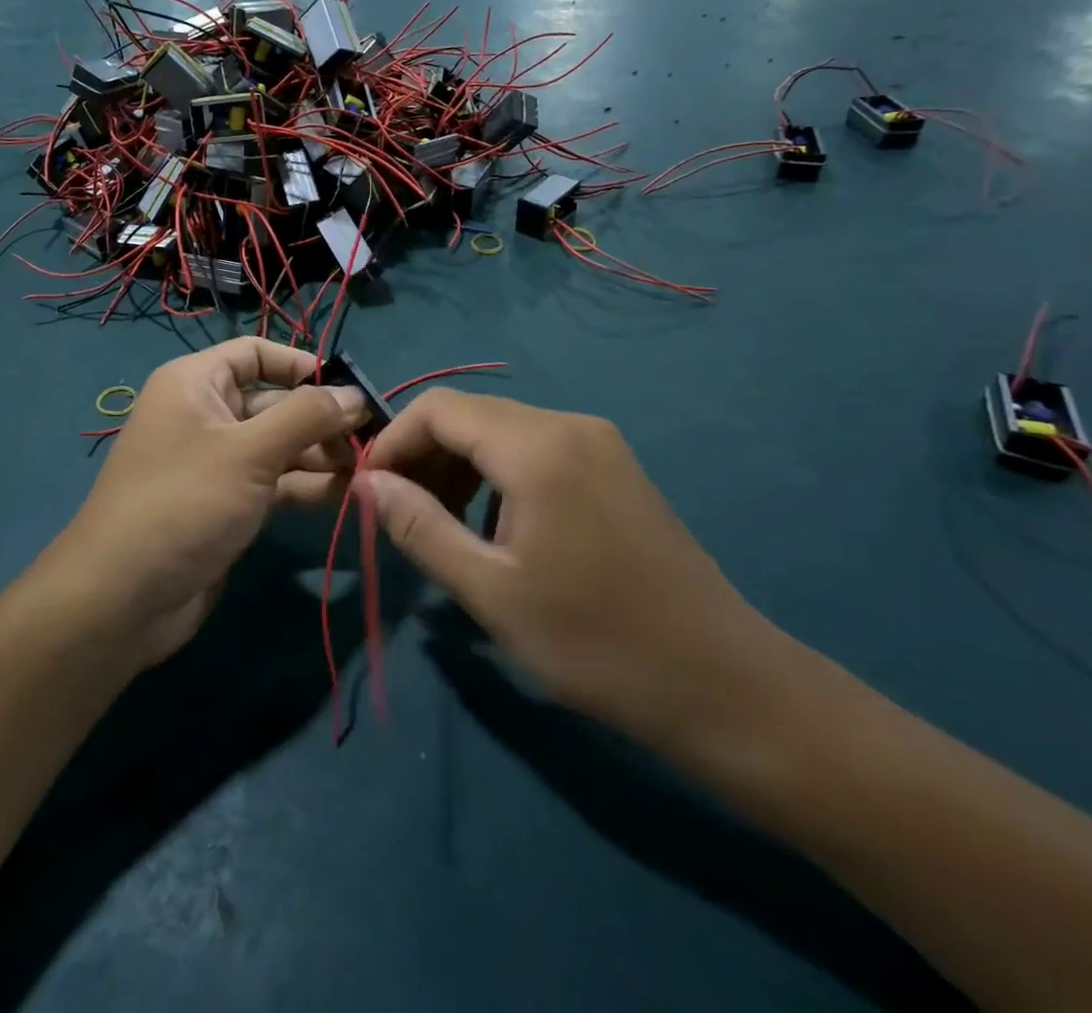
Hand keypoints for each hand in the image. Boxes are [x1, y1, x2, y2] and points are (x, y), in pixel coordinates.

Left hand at [48, 340, 366, 665]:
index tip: (349, 388)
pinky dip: (306, 485)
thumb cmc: (185, 502)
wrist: (124, 598)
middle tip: (372, 438)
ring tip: (368, 469)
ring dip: (321, 455)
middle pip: (274, 402)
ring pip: (279, 445)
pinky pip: (274, 482)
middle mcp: (205, 415)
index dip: (302, 365)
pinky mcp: (227, 504)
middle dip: (321, 418)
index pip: (255, 353)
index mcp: (196, 383)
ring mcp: (216, 463)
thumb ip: (307, 416)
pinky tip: (348, 494)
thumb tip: (355, 394)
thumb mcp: (250, 451)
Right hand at [357, 390, 786, 752]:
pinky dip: (499, 472)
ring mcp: (599, 442)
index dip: (394, 440)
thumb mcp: (490, 592)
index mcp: (537, 448)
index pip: (439, 408)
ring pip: (502, 429)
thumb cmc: (596, 644)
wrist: (724, 683)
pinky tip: (497, 526)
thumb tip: (367, 482)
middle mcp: (569, 425)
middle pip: (470, 414)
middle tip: (402, 514)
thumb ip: (419, 527)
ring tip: (444, 525)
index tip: (370, 491)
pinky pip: (536, 447)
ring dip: (460, 465)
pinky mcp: (615, 465)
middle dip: (425, 454)